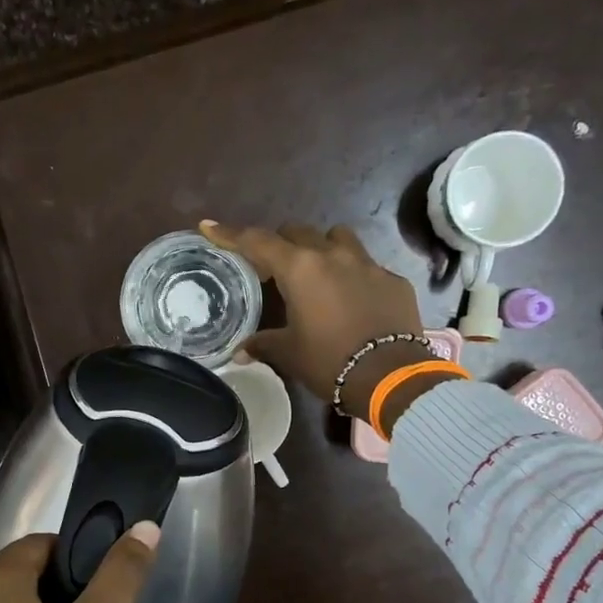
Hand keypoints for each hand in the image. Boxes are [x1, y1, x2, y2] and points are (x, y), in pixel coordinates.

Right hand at [200, 220, 451, 428]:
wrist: (389, 376)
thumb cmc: (329, 361)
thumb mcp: (289, 354)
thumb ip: (263, 344)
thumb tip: (240, 352)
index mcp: (300, 269)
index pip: (257, 242)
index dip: (230, 234)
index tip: (209, 226)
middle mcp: (333, 255)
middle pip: (298, 232)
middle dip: (280, 243)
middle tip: (272, 267)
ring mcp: (367, 264)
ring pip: (337, 238)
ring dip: (321, 247)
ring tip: (316, 272)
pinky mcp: (393, 280)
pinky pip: (366, 266)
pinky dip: (352, 275)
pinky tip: (351, 300)